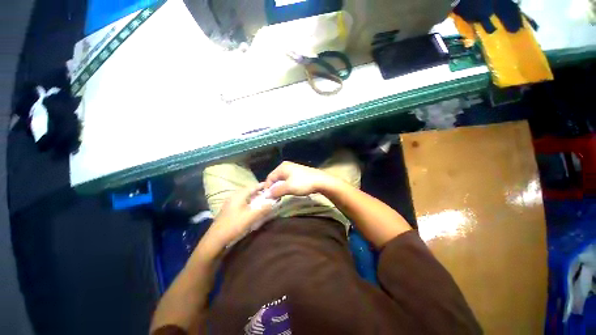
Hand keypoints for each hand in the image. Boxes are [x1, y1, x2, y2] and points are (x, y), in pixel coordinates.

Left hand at [199, 184, 273, 256]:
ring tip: (262, 200)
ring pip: (245, 197)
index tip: (270, 186)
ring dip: (254, 197)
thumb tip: (273, 202)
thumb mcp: (251, 217)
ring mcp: (230, 203)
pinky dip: (249, 202)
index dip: (262, 186)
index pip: (253, 186)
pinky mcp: (229, 209)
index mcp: (239, 195)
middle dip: (259, 192)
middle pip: (249, 191)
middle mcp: (234, 196)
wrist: (216, 239)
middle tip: (268, 194)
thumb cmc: (234, 225)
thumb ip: (263, 208)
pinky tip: (253, 208)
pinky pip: (242, 202)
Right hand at [264, 161, 336, 197]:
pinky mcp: (299, 173)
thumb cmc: (303, 183)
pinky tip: (289, 191)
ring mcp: (293, 169)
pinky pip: (288, 180)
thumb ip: (276, 191)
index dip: (267, 188)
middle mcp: (286, 166)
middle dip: (274, 188)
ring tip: (281, 195)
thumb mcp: (288, 188)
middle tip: (275, 197)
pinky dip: (287, 186)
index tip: (268, 198)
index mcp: (282, 167)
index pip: (270, 177)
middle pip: (276, 178)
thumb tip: (266, 195)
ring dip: (280, 188)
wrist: (321, 181)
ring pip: (282, 179)